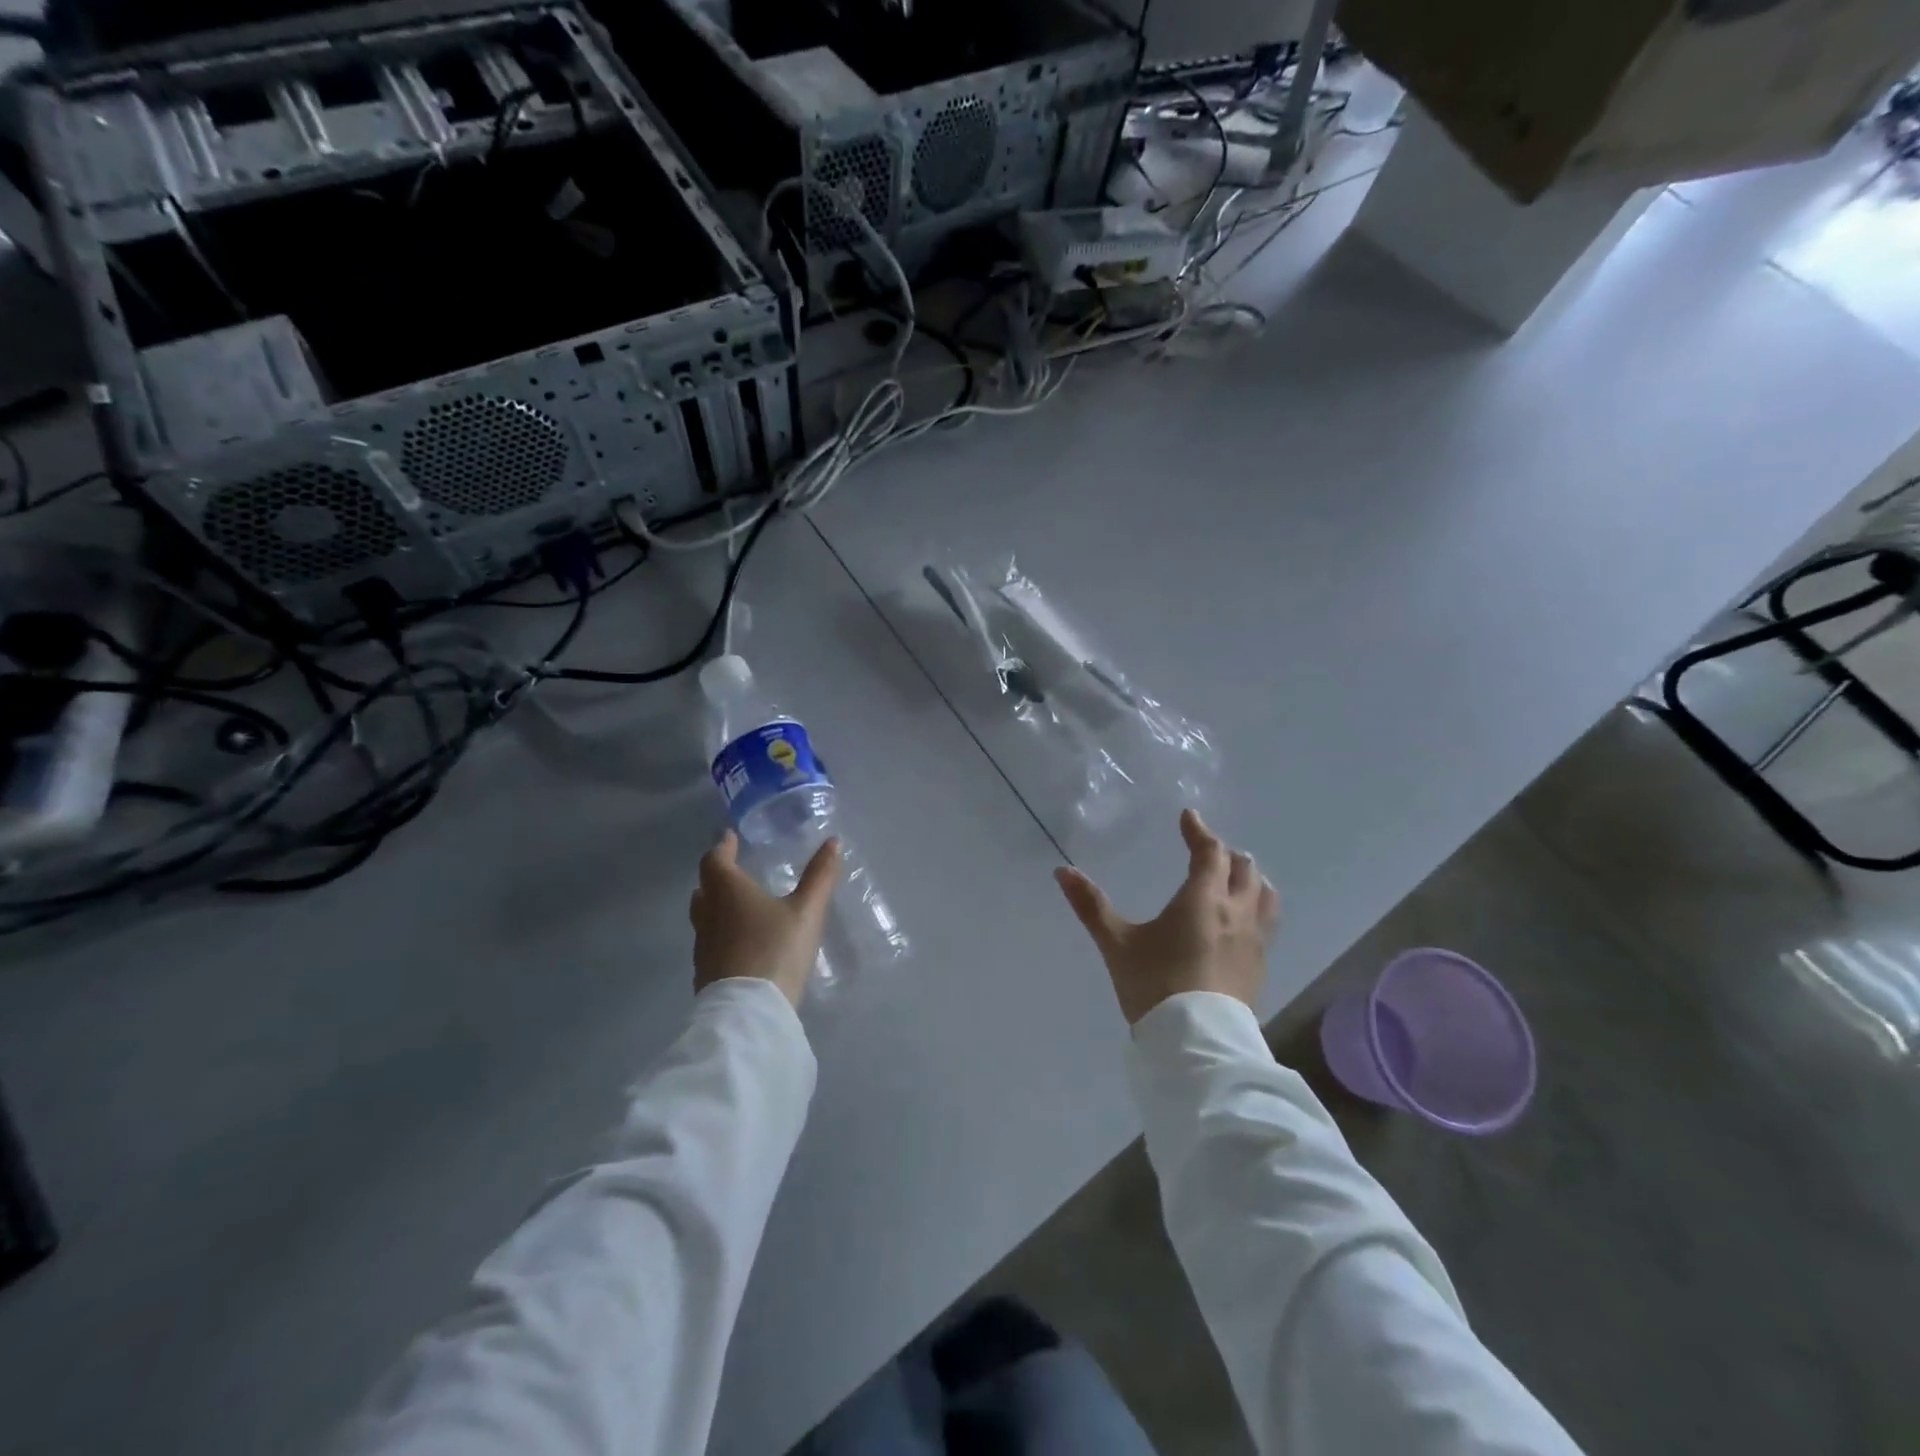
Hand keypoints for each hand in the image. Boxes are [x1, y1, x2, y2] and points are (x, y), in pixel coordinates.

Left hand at [691, 831, 841, 1007]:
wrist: (749, 1012)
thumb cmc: (776, 950)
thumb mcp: (807, 911)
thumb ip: (820, 876)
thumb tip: (832, 841)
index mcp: (728, 891)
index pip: (715, 860)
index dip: (723, 846)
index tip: (729, 836)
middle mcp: (708, 914)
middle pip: (704, 888)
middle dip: (717, 877)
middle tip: (734, 870)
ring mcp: (703, 946)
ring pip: (704, 916)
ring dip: (716, 906)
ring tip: (738, 905)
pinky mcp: (706, 973)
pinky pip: (710, 942)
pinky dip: (721, 933)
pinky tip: (741, 942)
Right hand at [1055, 809, 1278, 1024]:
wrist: (1195, 1043)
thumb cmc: (1154, 984)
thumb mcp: (1116, 943)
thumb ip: (1091, 905)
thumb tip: (1062, 871)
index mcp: (1203, 899)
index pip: (1210, 852)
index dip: (1199, 831)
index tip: (1187, 817)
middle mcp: (1236, 912)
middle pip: (1244, 869)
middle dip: (1225, 853)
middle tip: (1206, 850)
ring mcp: (1254, 941)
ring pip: (1265, 895)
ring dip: (1250, 878)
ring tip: (1235, 878)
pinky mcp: (1260, 966)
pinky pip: (1267, 922)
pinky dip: (1257, 907)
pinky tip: (1241, 921)